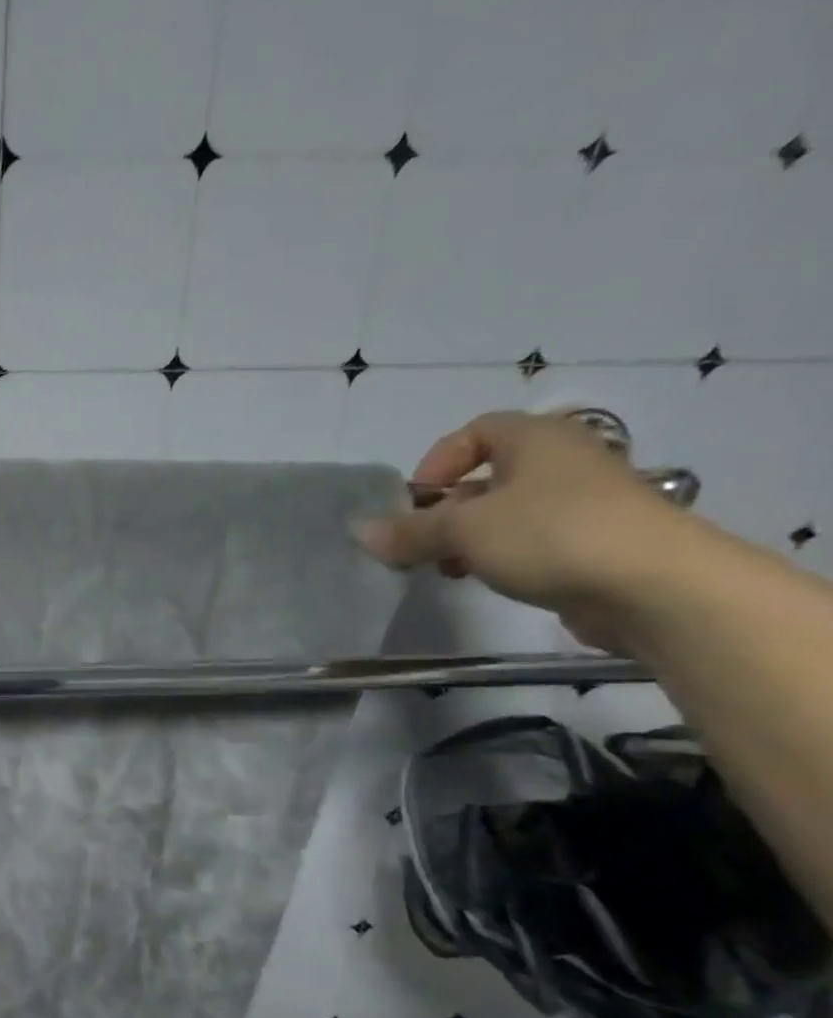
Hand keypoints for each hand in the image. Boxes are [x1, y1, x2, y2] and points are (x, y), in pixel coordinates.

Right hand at [355, 409, 696, 651]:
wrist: (655, 585)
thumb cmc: (551, 535)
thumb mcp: (463, 530)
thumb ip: (409, 531)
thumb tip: (361, 532)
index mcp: (537, 438)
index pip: (475, 432)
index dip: (437, 462)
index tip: (415, 502)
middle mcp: (564, 460)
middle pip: (486, 476)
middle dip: (445, 510)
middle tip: (420, 543)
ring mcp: (585, 502)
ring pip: (507, 511)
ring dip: (469, 538)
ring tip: (448, 569)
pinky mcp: (596, 541)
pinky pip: (533, 539)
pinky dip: (502, 555)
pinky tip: (487, 580)